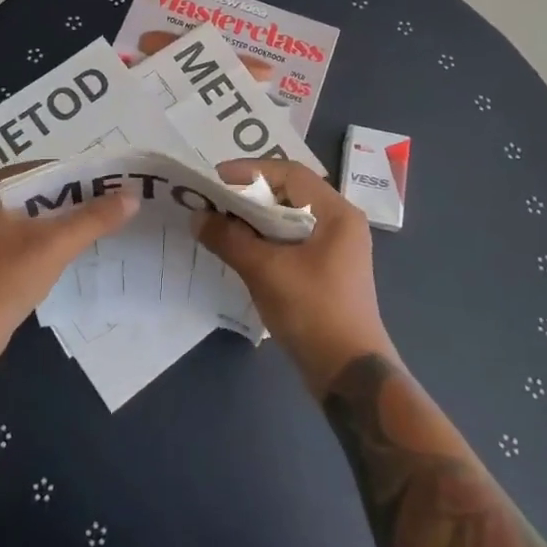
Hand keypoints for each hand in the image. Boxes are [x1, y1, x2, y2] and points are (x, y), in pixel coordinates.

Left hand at [0, 165, 138, 348]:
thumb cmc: (3, 279)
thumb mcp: (54, 245)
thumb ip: (94, 219)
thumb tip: (133, 196)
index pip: (38, 171)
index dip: (76, 177)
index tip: (110, 183)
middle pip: (35, 194)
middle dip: (71, 200)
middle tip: (111, 202)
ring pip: (30, 217)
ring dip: (61, 221)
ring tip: (100, 222)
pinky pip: (23, 237)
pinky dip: (46, 240)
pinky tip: (74, 246)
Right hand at [196, 160, 395, 393]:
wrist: (349, 375)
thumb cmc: (313, 311)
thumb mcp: (266, 271)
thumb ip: (229, 239)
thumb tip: (197, 217)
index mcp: (337, 213)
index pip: (290, 173)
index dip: (250, 171)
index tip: (214, 179)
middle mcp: (340, 223)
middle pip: (289, 193)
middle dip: (249, 194)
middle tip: (212, 199)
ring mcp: (335, 248)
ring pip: (288, 218)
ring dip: (254, 218)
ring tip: (219, 221)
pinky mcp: (326, 270)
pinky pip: (291, 240)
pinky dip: (264, 238)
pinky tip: (239, 247)